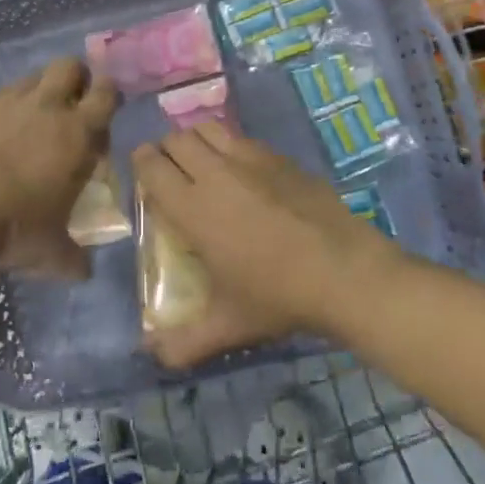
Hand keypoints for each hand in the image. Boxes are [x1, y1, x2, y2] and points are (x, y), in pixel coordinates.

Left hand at [0, 57, 117, 278]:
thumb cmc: (16, 231)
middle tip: (70, 104)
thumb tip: (84, 270)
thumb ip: (74, 256)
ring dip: (38, 92)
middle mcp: (47, 106)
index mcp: (77, 132)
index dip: (109, 95)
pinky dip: (1, 111)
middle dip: (75, 78)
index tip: (104, 109)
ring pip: (31, 78)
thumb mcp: (53, 252)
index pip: (107, 93)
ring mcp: (7, 101)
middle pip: (69, 66)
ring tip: (29, 120)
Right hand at [132, 123, 396, 367]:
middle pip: (177, 140)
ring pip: (207, 129)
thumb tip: (150, 354)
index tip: (142, 170)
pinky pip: (241, 138)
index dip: (141, 162)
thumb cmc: (278, 296)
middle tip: (170, 170)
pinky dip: (229, 145)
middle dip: (166, 149)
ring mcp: (250, 159)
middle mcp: (215, 174)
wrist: (344, 271)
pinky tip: (242, 170)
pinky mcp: (278, 156)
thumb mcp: (228, 325)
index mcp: (193, 208)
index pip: (152, 167)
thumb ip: (184, 342)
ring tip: (201, 161)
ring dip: (196, 140)